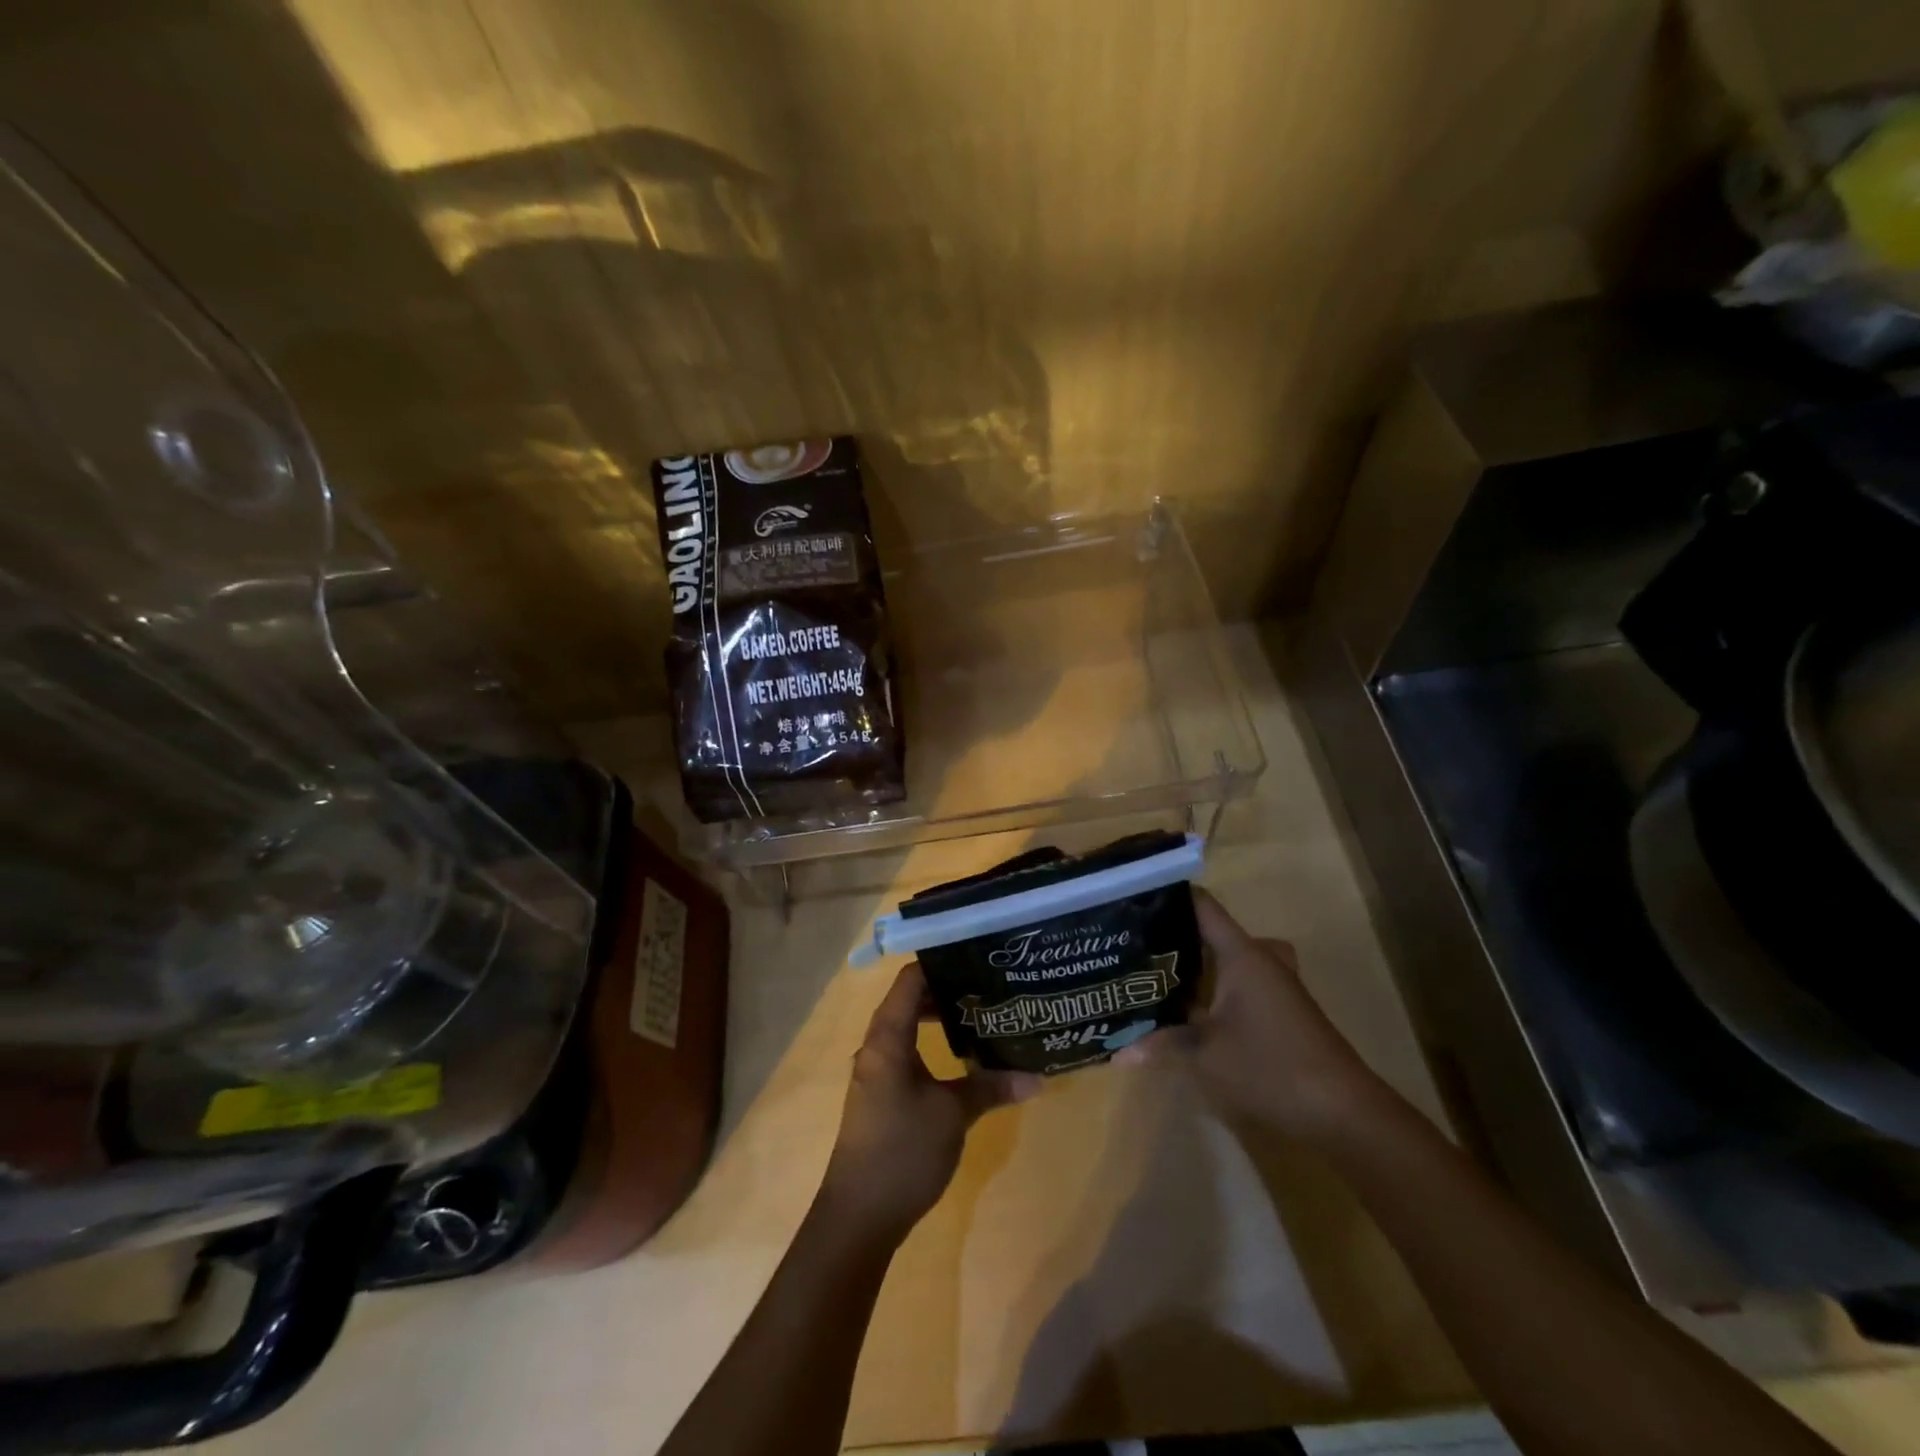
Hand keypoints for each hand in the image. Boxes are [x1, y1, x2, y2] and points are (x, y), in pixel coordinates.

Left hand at [819, 963, 1042, 1240]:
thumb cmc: (903, 1151)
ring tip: (981, 1014)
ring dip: (940, 1019)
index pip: (910, 980)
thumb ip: (991, 1087)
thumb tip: (1037, 1077)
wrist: (859, 1216)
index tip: (976, 956)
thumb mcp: (953, 1114)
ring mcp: (876, 1071)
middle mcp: (876, 1046)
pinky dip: (931, 1044)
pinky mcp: (881, 1094)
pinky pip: (907, 1052)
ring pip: (908, 1027)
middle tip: (988, 985)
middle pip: (910, 1000)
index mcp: (887, 1037)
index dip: (940, 963)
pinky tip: (963, 1057)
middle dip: (947, 990)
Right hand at [1116, 890, 1387, 1140]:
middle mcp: (1260, 960)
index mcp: (1242, 955)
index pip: (1203, 906)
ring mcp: (1275, 986)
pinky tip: (1190, 1010)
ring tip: (1156, 971)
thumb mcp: (1206, 1056)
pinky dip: (1215, 987)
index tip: (1134, 896)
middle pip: (1213, 931)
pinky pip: (1240, 983)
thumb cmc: (1272, 1068)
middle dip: (1176, 934)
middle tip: (1136, 940)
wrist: (1344, 1113)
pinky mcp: (1281, 1011)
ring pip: (1228, 960)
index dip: (1170, 895)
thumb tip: (1118, 1050)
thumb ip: (1163, 1044)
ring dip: (1197, 963)